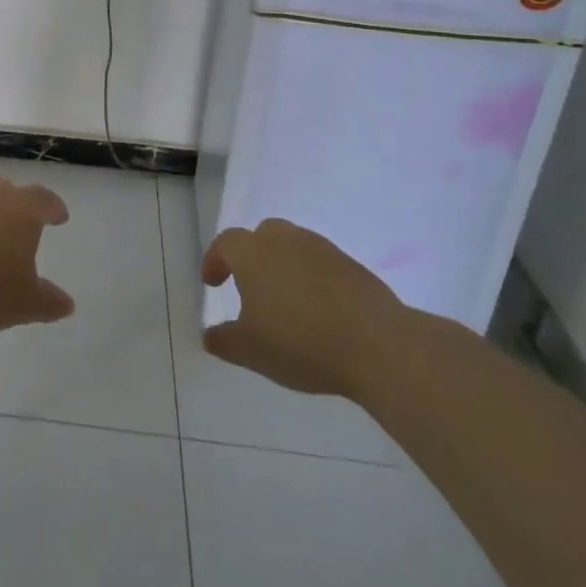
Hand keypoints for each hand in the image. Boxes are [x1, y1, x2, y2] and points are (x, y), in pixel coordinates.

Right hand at [201, 218, 405, 396]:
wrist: (376, 344)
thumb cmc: (300, 342)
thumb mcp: (251, 351)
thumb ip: (224, 341)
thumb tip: (209, 336)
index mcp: (253, 253)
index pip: (225, 244)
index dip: (214, 261)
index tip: (212, 283)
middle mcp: (285, 240)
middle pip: (261, 235)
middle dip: (251, 255)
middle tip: (249, 285)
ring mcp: (322, 249)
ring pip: (293, 246)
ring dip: (283, 265)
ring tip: (285, 299)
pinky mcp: (352, 265)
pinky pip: (321, 263)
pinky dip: (312, 277)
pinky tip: (317, 308)